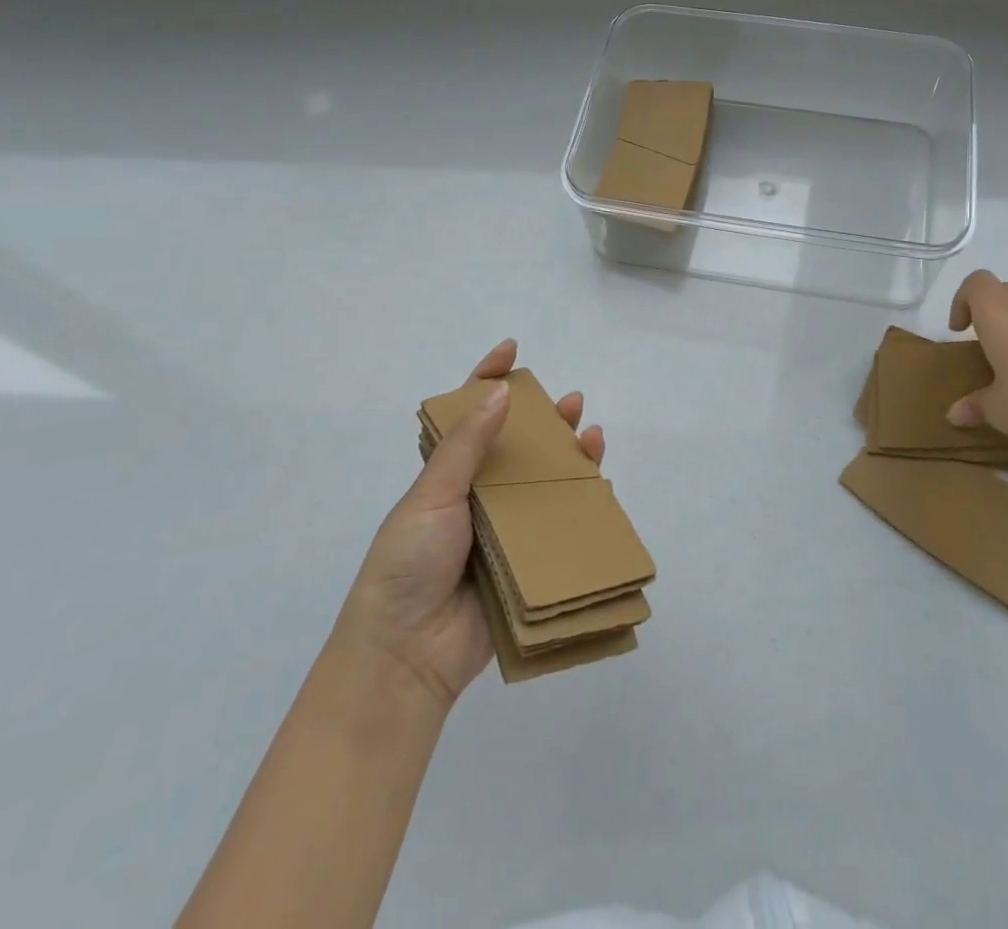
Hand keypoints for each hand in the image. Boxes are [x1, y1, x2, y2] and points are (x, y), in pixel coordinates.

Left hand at [329, 340, 606, 708]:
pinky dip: (581, 503)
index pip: (468, 415)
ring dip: (568, 456)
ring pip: (542, 482)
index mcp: (446, 476)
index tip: (510, 350)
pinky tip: (601, 485)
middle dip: (543, 419)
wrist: (406, 656)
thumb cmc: (407, 564)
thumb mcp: (430, 496)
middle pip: (516, 446)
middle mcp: (477, 497)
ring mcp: (503, 530)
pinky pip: (558, 526)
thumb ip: (466, 445)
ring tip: (592, 435)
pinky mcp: (525, 563)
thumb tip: (500, 390)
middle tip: (571, 401)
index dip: (486, 379)